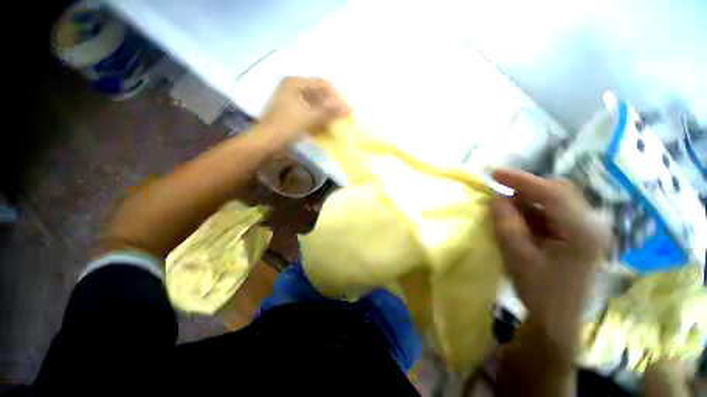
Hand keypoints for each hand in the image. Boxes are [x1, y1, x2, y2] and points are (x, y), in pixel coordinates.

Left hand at [255, 77, 349, 148]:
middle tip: (341, 118)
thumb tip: (349, 108)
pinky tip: (323, 126)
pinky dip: (317, 118)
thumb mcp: (311, 117)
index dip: (336, 97)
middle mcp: (293, 87)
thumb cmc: (288, 126)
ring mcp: (291, 100)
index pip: (323, 84)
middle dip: (331, 106)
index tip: (346, 110)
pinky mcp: (291, 111)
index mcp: (296, 82)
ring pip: (315, 103)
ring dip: (325, 113)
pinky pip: (309, 111)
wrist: (267, 141)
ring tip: (334, 123)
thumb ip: (330, 111)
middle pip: (319, 93)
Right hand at [490, 169, 608, 351]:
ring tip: (507, 208)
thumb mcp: (517, 255)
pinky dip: (535, 211)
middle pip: (559, 191)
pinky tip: (520, 220)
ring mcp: (588, 230)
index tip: (493, 173)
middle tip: (499, 191)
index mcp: (581, 231)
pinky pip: (556, 213)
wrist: (557, 320)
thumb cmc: (539, 290)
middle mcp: (592, 224)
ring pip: (557, 200)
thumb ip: (506, 223)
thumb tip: (496, 198)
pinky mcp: (580, 235)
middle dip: (526, 188)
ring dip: (529, 200)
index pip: (552, 192)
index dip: (520, 179)